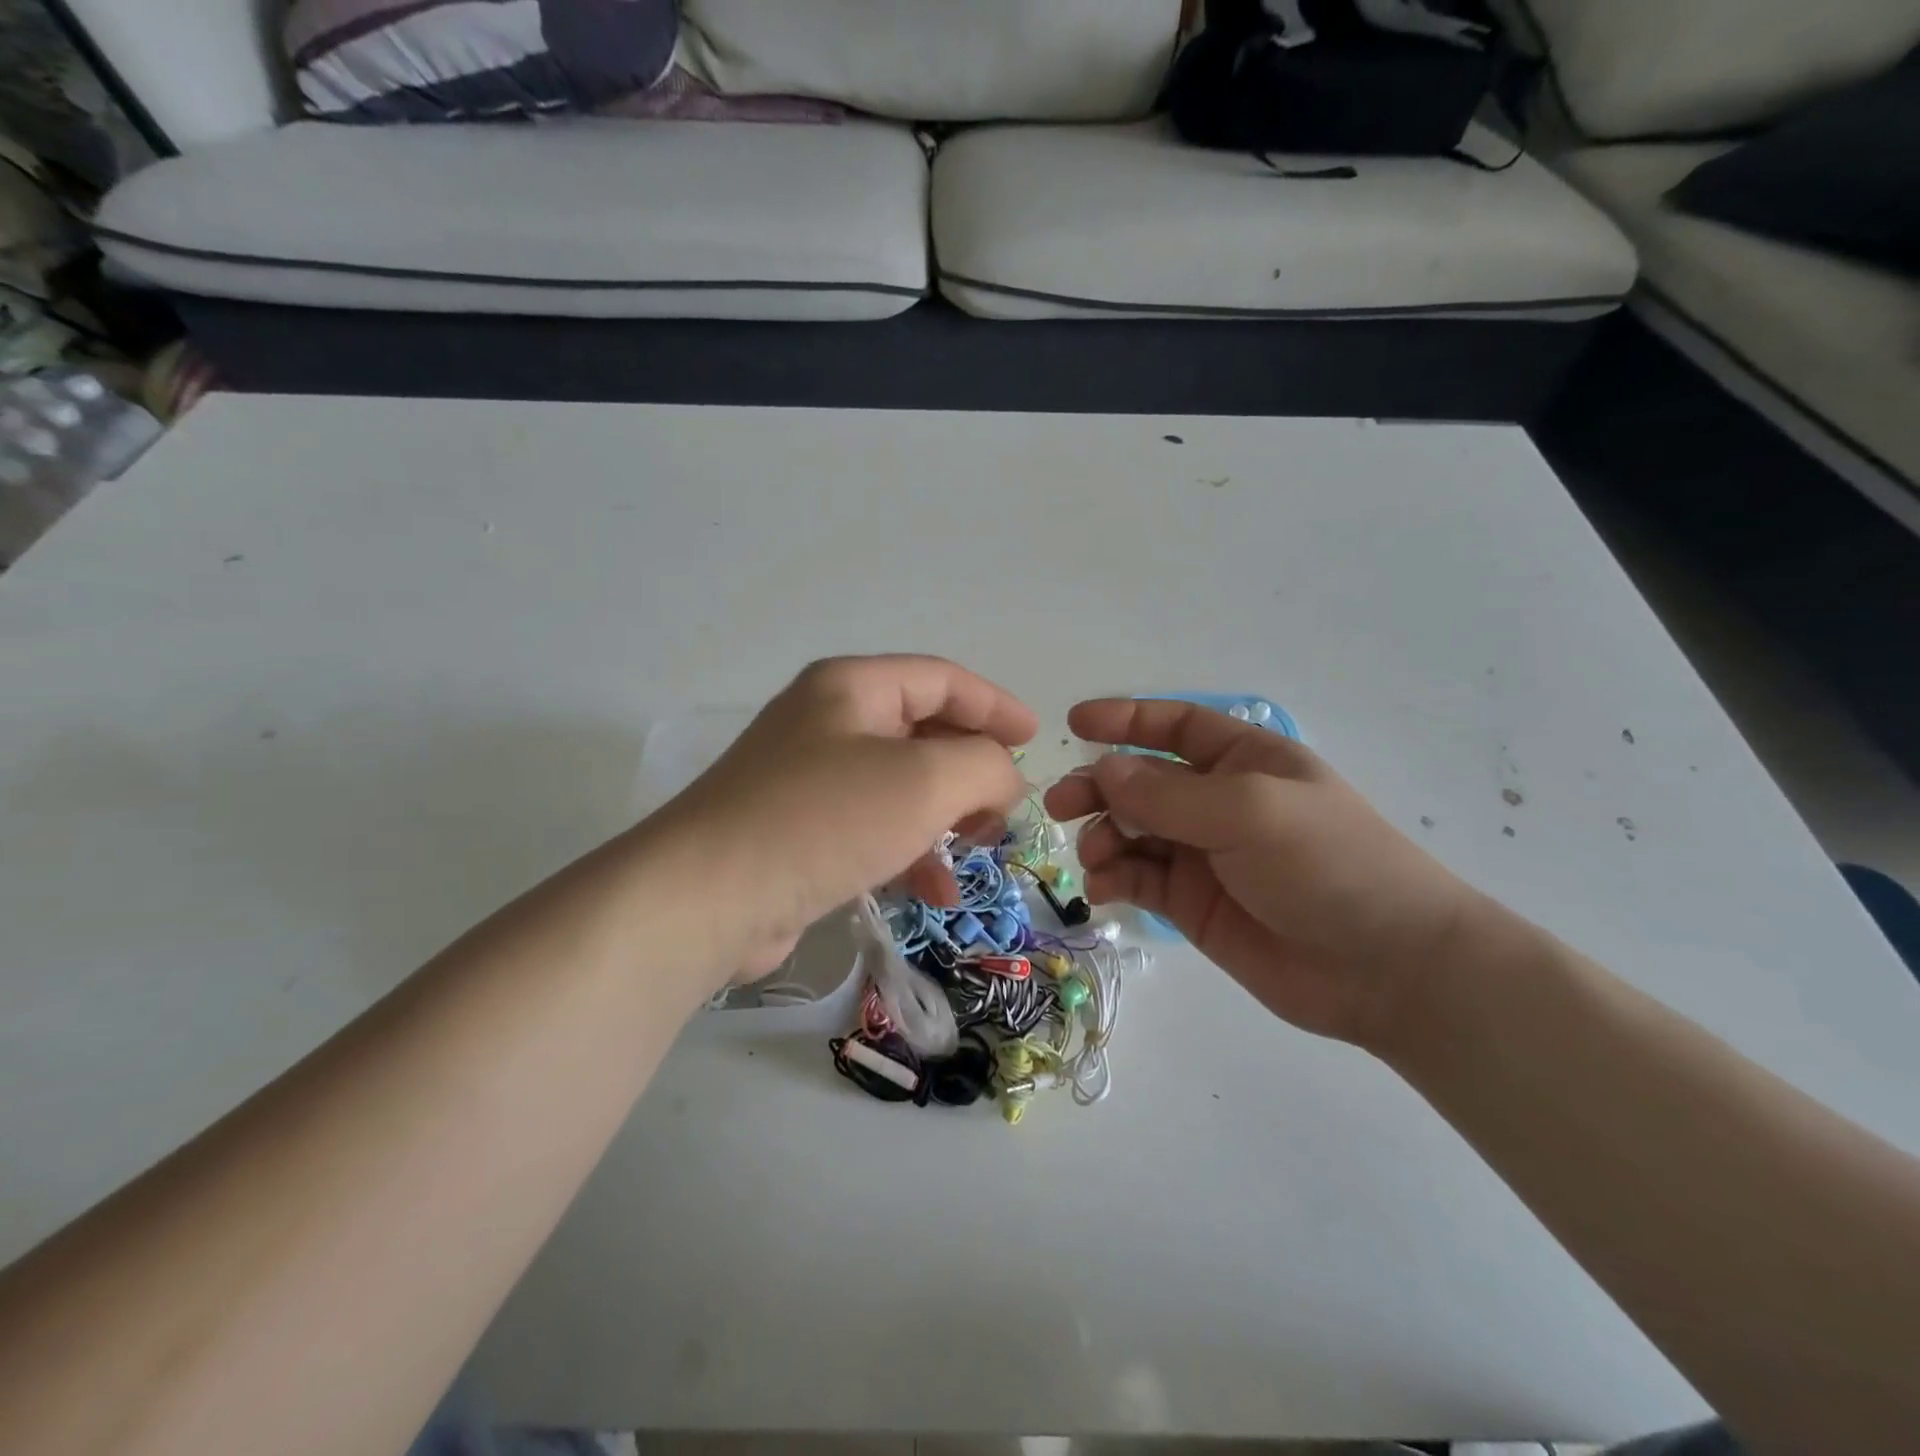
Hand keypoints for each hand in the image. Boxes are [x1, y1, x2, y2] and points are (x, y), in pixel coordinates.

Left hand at [653, 656, 1036, 980]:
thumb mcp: (925, 781)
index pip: (941, 679)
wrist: (707, 897)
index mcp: (853, 688)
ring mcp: (809, 778)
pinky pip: (872, 828)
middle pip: (922, 732)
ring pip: (901, 786)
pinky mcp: (799, 831)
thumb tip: (1003, 777)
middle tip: (1006, 807)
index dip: (995, 705)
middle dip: (972, 769)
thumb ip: (985, 766)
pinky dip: (908, 851)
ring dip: (946, 816)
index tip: (1035, 739)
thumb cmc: (825, 818)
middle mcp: (828, 722)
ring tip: (979, 850)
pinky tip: (934, 892)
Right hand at [1044, 699, 1495, 1047]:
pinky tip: (1104, 888)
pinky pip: (1137, 878)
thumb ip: (1169, 793)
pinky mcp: (1191, 903)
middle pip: (1141, 780)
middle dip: (1098, 787)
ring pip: (1131, 830)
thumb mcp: (1249, 812)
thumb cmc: (1327, 865)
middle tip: (1059, 805)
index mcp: (1244, 760)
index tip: (1075, 724)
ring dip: (1103, 836)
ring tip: (1096, 857)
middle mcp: (1218, 801)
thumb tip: (1103, 770)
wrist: (1385, 968)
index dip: (1126, 720)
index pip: (1175, 726)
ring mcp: (1203, 854)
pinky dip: (1113, 878)